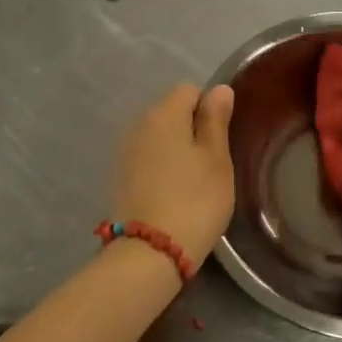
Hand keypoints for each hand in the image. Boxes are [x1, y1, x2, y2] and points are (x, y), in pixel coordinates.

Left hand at [111, 83, 236, 264]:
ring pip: (158, 137)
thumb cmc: (195, 200)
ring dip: (175, 150)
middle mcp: (138, 124)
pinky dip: (161, 168)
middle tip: (212, 163)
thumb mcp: (216, 159)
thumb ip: (216, 120)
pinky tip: (172, 194)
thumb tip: (219, 89)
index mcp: (164, 113)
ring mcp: (124, 152)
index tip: (221, 140)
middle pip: (171, 112)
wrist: (151, 252)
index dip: (210, 109)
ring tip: (193, 182)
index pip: (190, 90)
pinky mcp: (119, 177)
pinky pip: (147, 159)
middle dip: (192, 129)